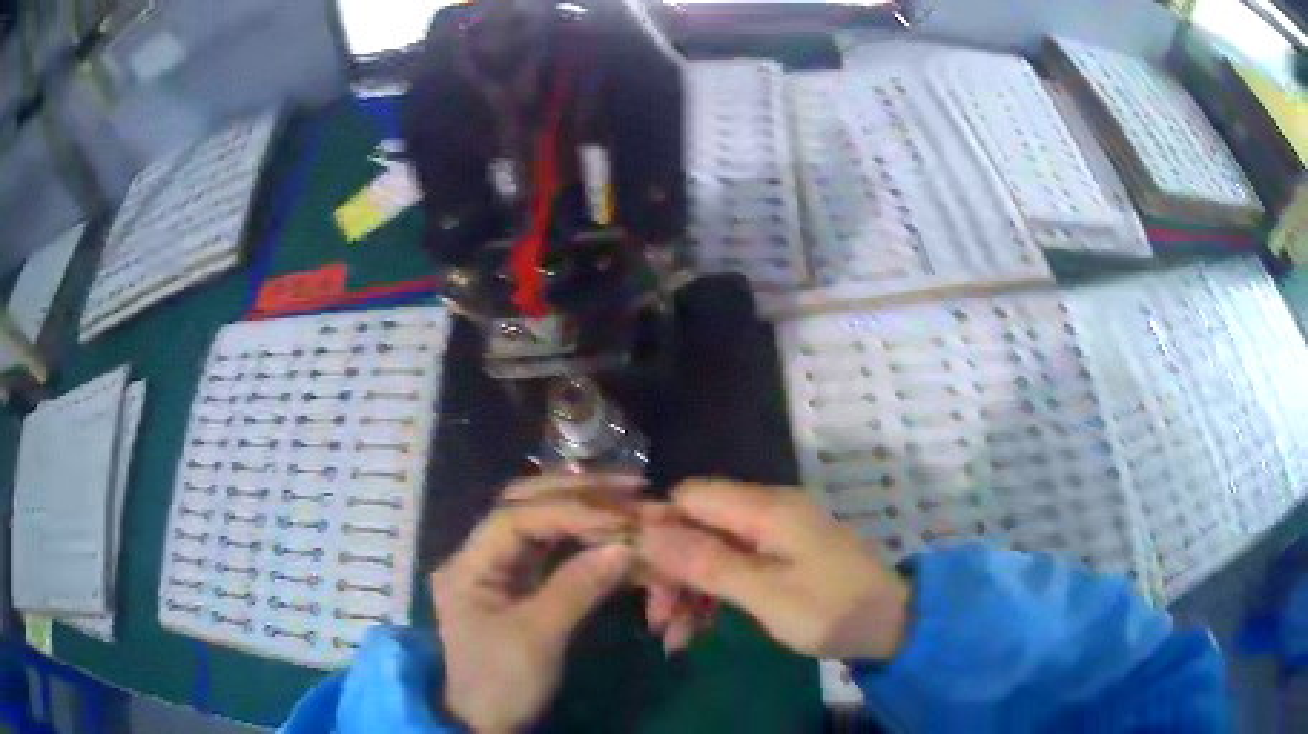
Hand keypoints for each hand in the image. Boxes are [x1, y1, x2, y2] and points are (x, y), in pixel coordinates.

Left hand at [432, 474, 641, 731]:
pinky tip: (610, 527)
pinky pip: (552, 546)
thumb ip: (577, 586)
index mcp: (467, 565)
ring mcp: (500, 567)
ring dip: (583, 507)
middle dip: (577, 494)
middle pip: (525, 505)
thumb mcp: (538, 637)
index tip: (619, 518)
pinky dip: (582, 534)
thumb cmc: (502, 682)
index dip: (568, 510)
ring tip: (629, 499)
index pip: (515, 517)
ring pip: (541, 521)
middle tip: (632, 487)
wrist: (487, 723)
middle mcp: (480, 555)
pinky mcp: (520, 582)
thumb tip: (625, 544)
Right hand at [636, 479, 910, 660]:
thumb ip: (708, 562)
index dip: (657, 528)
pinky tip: (698, 629)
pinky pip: (733, 565)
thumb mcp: (767, 595)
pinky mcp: (781, 555)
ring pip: (711, 549)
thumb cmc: (833, 610)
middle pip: (696, 525)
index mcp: (765, 509)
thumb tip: (647, 533)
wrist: (892, 625)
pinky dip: (712, 594)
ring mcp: (775, 534)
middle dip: (670, 570)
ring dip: (688, 589)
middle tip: (656, 619)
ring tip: (674, 637)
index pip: (689, 496)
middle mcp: (767, 510)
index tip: (634, 572)